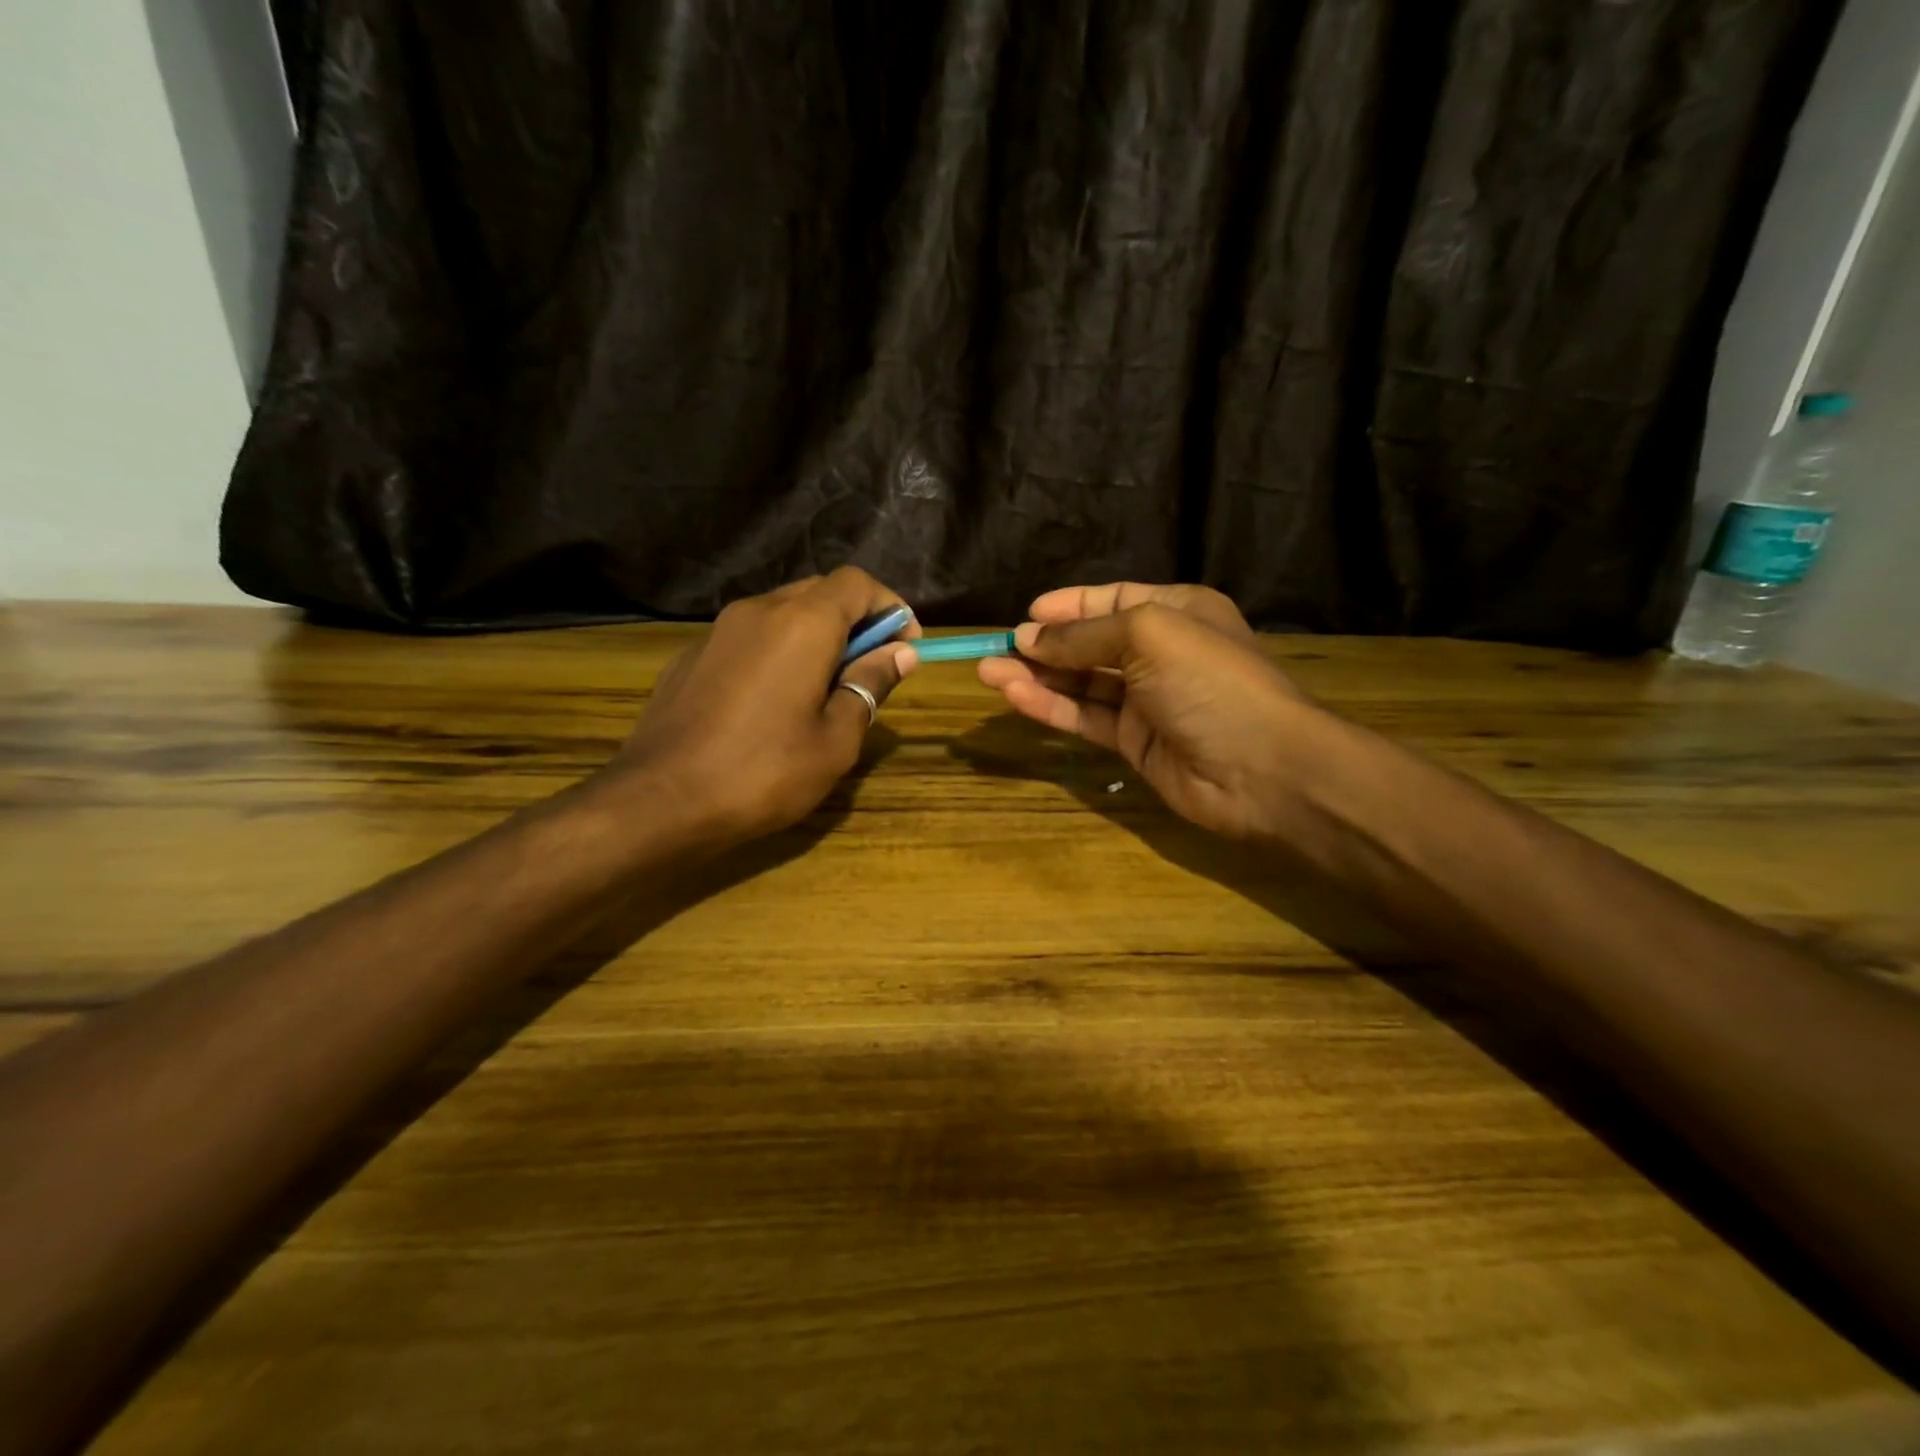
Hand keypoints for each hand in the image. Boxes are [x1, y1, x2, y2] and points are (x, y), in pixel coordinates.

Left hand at [597, 569, 918, 844]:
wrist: (661, 800)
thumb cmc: (765, 772)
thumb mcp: (836, 738)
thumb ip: (869, 685)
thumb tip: (899, 654)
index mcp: (802, 623)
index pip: (857, 583)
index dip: (890, 608)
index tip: (905, 648)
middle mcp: (759, 610)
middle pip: (820, 591)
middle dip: (856, 620)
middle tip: (870, 669)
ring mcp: (718, 631)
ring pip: (782, 612)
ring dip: (817, 636)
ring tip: (825, 688)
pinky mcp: (692, 655)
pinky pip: (750, 637)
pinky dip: (778, 651)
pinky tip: (774, 701)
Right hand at [978, 583, 1324, 840]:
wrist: (1263, 769)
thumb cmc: (1210, 681)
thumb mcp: (1147, 635)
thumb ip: (1083, 636)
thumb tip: (1028, 637)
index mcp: (1175, 612)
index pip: (1112, 600)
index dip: (1068, 607)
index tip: (1026, 616)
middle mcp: (1160, 653)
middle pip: (1090, 644)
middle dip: (1043, 646)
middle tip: (993, 651)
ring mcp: (1147, 701)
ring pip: (1081, 683)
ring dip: (1037, 677)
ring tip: (988, 673)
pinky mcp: (1134, 743)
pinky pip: (1086, 717)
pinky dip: (1052, 707)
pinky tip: (1016, 697)